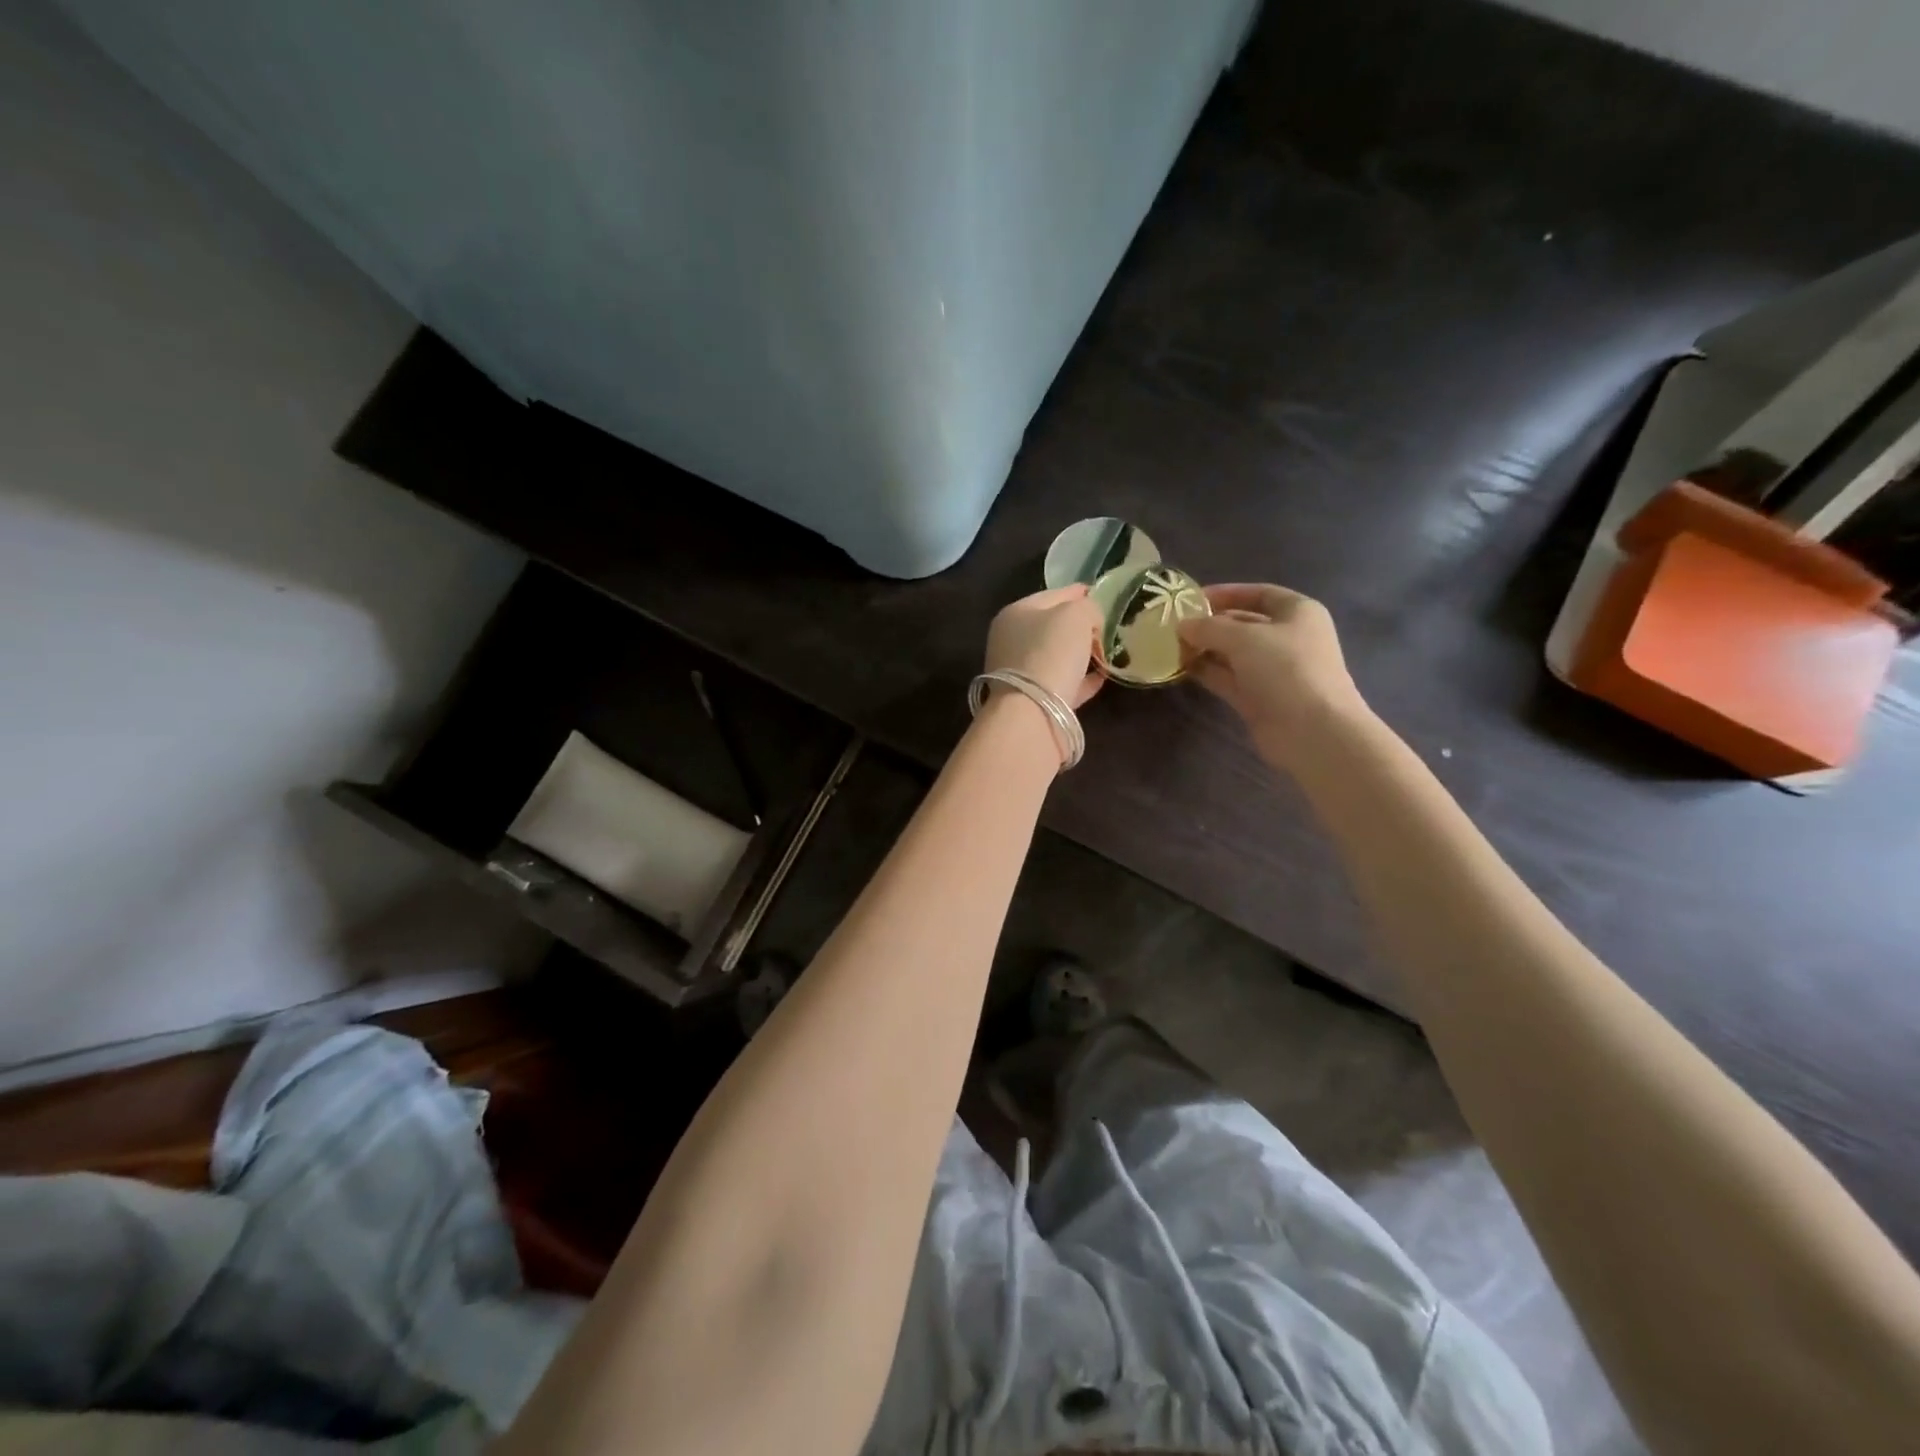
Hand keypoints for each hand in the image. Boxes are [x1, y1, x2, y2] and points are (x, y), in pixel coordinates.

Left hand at [984, 585, 1103, 709]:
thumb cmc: (1051, 652)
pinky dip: (1081, 679)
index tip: (1101, 595)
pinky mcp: (1033, 700)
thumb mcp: (1076, 615)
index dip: (1079, 592)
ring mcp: (1020, 672)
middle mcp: (1012, 641)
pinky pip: (1063, 683)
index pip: (1053, 595)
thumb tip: (1091, 621)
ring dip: (1082, 654)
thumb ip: (1088, 608)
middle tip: (1107, 628)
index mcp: (1015, 613)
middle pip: (1053, 627)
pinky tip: (1101, 677)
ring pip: (1057, 656)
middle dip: (1081, 626)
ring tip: (1107, 652)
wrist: (1033, 712)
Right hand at [1176, 583, 1369, 766]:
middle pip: (1243, 624)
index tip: (1192, 598)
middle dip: (1210, 624)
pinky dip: (1207, 672)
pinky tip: (1181, 668)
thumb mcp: (1244, 638)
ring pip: (1232, 653)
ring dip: (1204, 649)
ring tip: (1171, 646)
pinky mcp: (1258, 698)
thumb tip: (1182, 625)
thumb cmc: (1285, 669)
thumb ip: (1209, 627)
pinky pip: (1228, 678)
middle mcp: (1286, 638)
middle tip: (1174, 625)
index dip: (1226, 593)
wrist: (1312, 730)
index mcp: (1297, 613)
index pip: (1259, 594)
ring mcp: (1272, 671)